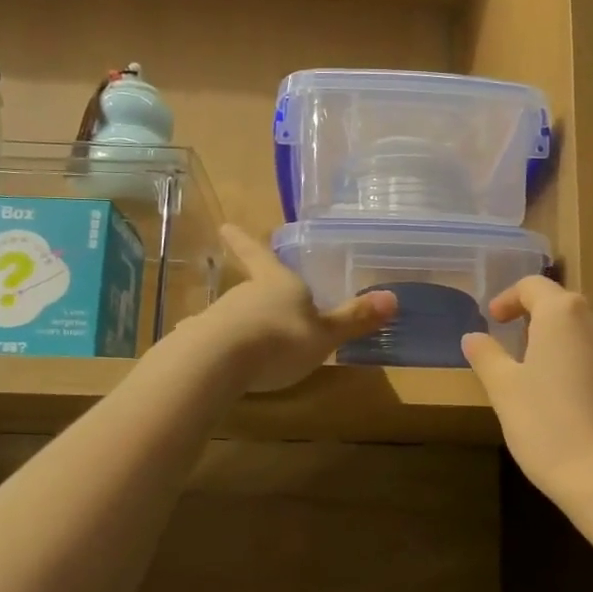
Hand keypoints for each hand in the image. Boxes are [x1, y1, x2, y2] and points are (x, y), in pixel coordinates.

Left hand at [189, 224, 395, 393]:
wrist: (219, 361)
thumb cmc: (280, 339)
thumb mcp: (325, 334)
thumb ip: (353, 319)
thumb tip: (392, 298)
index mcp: (276, 282)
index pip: (260, 254)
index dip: (244, 240)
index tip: (225, 225)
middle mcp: (245, 293)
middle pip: (251, 288)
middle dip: (259, 295)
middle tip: (270, 305)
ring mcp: (218, 316)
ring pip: (234, 316)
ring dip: (244, 325)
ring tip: (256, 346)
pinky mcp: (200, 343)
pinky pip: (216, 342)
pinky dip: (223, 349)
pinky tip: (224, 365)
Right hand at [462, 277, 592, 506]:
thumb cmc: (549, 425)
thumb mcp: (505, 390)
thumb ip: (487, 355)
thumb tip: (473, 337)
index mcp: (565, 311)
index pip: (532, 286)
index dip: (508, 299)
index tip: (492, 320)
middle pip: (562, 304)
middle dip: (534, 320)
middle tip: (510, 347)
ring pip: (584, 328)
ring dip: (558, 340)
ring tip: (536, 371)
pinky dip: (579, 359)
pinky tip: (564, 392)